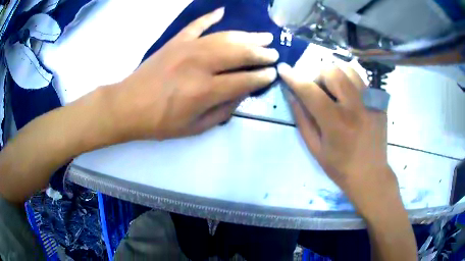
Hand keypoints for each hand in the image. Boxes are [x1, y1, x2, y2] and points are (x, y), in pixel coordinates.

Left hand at [109, 7, 278, 140]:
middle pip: (239, 53)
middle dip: (260, 53)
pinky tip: (222, 12)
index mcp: (204, 91)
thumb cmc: (159, 122)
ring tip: (263, 36)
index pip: (244, 80)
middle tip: (273, 53)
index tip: (273, 73)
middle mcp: (199, 64)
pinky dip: (210, 17)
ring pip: (224, 37)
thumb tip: (241, 94)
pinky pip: (197, 25)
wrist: (127, 106)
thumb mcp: (194, 127)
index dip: (262, 77)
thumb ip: (222, 111)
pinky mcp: (175, 41)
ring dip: (247, 36)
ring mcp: (187, 48)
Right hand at [278, 63, 398, 214]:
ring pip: (349, 69)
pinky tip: (350, 97)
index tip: (283, 69)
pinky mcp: (380, 102)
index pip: (310, 91)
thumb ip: (302, 119)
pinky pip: (362, 80)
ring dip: (336, 74)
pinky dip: (350, 81)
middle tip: (318, 89)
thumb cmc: (340, 167)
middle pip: (332, 71)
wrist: (371, 175)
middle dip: (318, 75)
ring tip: (335, 90)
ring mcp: (371, 102)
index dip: (294, 78)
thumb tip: (291, 94)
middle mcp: (355, 107)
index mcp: (336, 123)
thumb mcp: (316, 148)